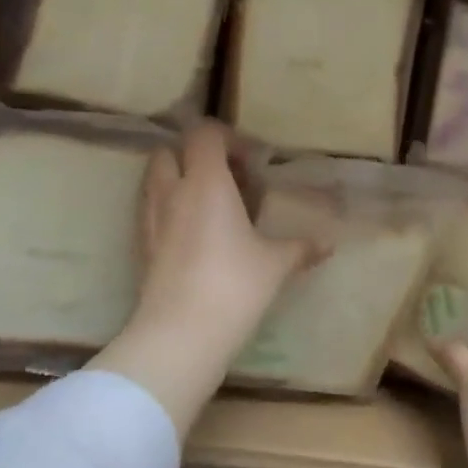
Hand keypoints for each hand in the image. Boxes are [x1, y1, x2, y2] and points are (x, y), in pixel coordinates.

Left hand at [92, 124, 312, 433]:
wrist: (180, 333)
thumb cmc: (234, 286)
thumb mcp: (274, 265)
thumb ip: (300, 248)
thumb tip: (328, 245)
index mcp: (206, 182)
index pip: (204, 134)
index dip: (227, 139)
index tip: (249, 163)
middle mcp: (171, 192)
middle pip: (170, 152)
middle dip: (194, 158)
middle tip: (224, 183)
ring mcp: (149, 219)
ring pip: (155, 181)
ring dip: (178, 183)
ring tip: (209, 210)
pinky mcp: (139, 247)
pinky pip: (149, 212)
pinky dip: (167, 212)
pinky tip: (192, 240)